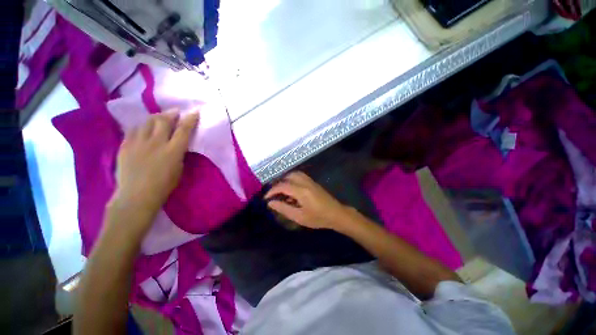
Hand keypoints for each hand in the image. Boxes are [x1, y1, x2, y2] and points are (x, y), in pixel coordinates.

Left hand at [111, 110, 198, 221]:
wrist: (136, 196)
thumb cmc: (163, 186)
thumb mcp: (179, 169)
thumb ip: (179, 153)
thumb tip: (177, 144)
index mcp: (173, 151)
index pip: (183, 130)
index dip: (190, 119)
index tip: (194, 112)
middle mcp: (156, 143)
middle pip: (163, 121)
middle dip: (171, 114)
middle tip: (175, 112)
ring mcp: (138, 143)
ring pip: (147, 122)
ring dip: (156, 117)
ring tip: (160, 117)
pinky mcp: (125, 145)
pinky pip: (134, 130)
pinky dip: (142, 126)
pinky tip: (144, 128)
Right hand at [265, 171, 352, 230]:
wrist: (336, 214)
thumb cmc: (318, 218)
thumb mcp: (299, 217)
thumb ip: (284, 208)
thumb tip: (270, 203)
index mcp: (301, 191)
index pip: (283, 186)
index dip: (272, 191)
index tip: (266, 198)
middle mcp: (305, 182)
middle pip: (288, 176)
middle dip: (279, 183)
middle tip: (274, 193)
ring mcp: (310, 181)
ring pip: (295, 174)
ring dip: (286, 180)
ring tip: (282, 191)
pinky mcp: (313, 182)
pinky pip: (300, 176)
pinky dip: (293, 179)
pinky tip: (292, 190)